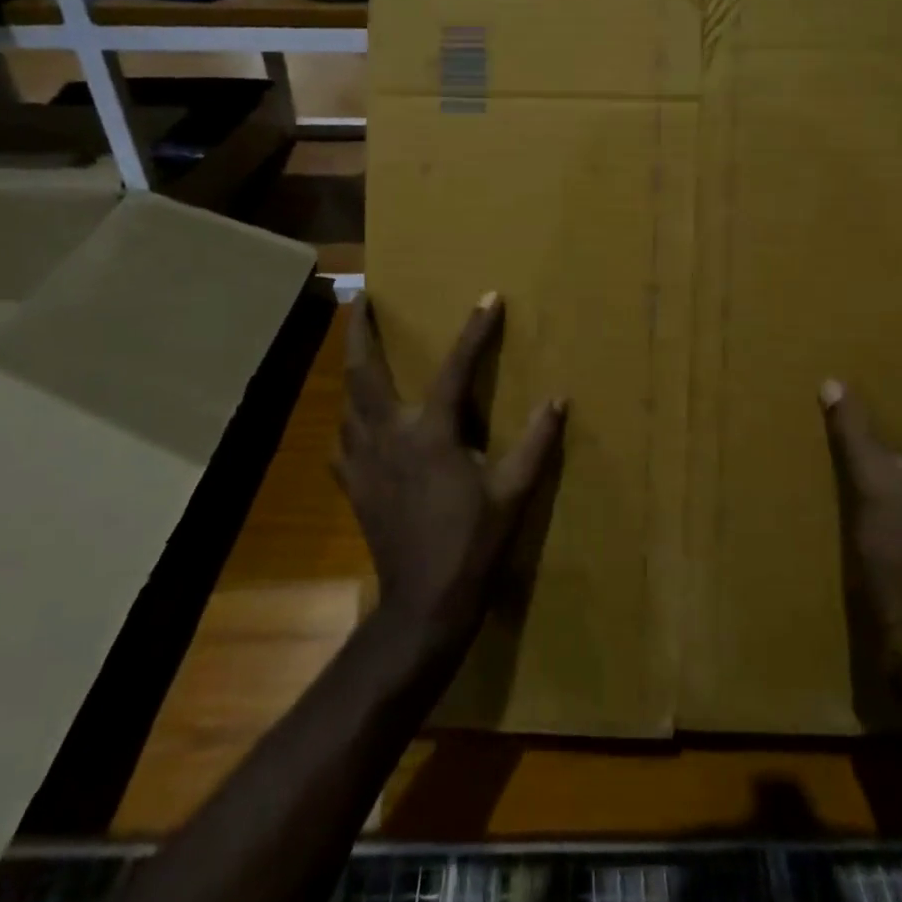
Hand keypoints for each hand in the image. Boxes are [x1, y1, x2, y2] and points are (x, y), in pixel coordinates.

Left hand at [340, 292, 566, 647]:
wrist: (424, 602)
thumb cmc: (474, 543)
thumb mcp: (514, 492)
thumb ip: (536, 443)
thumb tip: (558, 399)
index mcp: (432, 432)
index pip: (455, 368)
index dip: (475, 331)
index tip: (489, 299)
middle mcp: (390, 435)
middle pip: (364, 371)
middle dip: (361, 331)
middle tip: (361, 299)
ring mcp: (364, 460)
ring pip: (348, 402)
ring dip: (351, 369)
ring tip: (358, 349)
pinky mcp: (354, 485)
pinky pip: (342, 441)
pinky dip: (348, 422)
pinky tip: (354, 422)